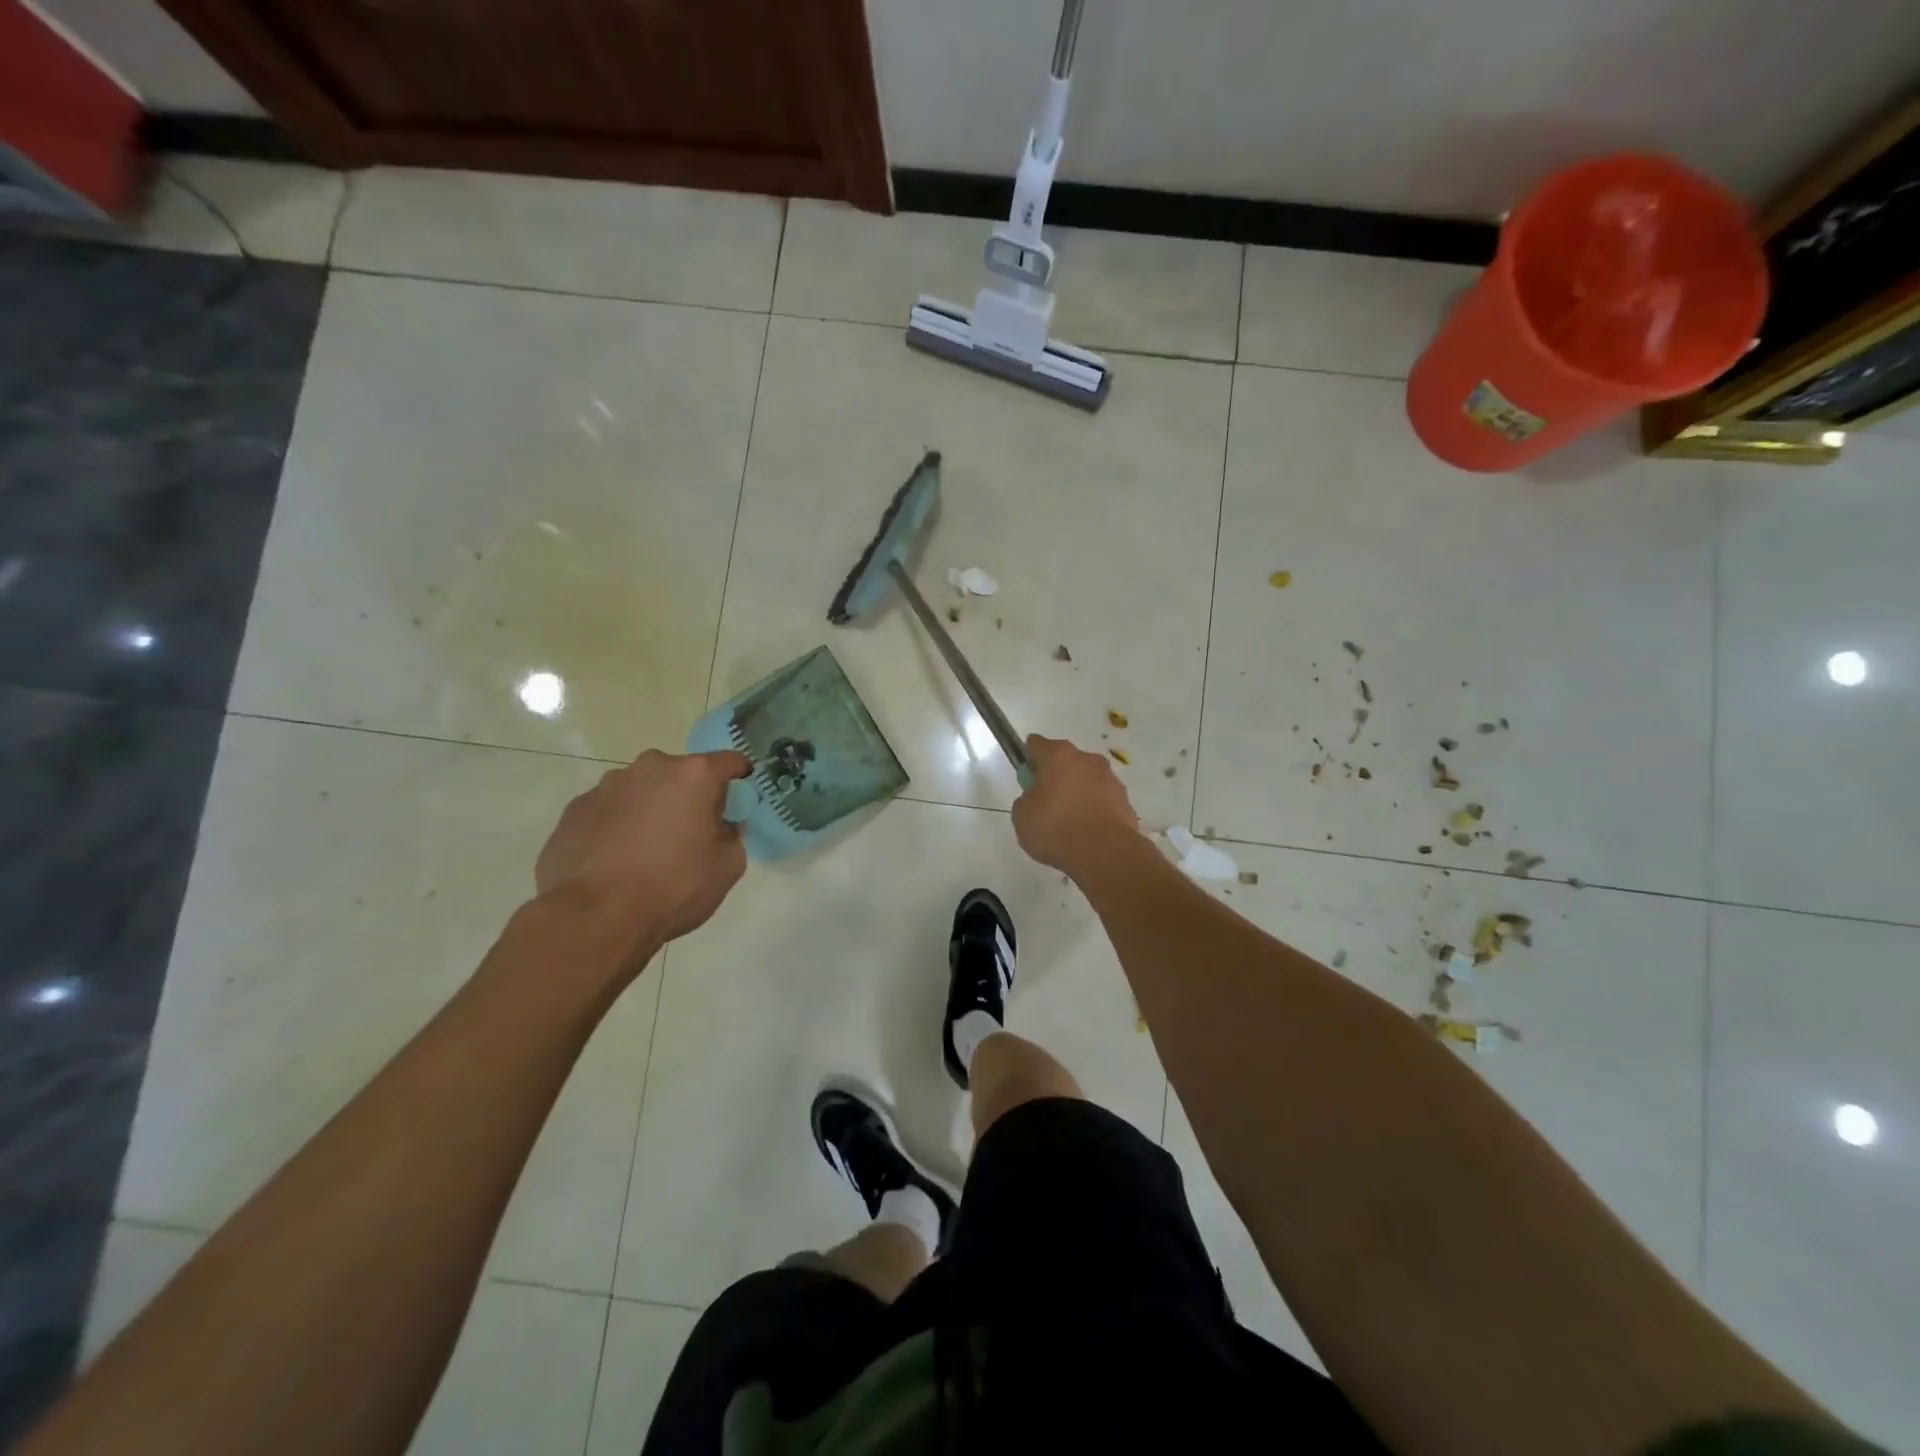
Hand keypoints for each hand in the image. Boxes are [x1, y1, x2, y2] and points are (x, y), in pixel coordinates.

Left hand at [536, 750, 749, 948]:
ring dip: (649, 810)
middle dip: (688, 796)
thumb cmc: (674, 887)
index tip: (737, 802)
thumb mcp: (728, 866)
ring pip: (640, 791)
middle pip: (680, 774)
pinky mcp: (574, 811)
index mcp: (693, 775)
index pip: (729, 762)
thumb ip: (733, 835)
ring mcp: (605, 787)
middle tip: (689, 834)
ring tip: (645, 853)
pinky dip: (616, 828)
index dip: (738, 779)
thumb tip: (720, 826)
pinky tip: (614, 863)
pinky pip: (607, 812)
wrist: (595, 917)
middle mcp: (649, 768)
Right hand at [1012, 734, 1139, 875]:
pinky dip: (1093, 810)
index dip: (1029, 758)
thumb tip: (1036, 799)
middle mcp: (1088, 760)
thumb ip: (1026, 800)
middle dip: (1056, 776)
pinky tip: (1086, 831)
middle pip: (1066, 761)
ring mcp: (1110, 779)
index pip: (1037, 744)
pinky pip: (1102, 800)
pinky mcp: (1125, 801)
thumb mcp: (1022, 816)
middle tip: (1045, 802)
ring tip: (1068, 822)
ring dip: (1077, 793)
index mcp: (1059, 755)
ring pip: (1087, 780)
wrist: (1105, 853)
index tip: (1026, 775)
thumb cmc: (1056, 828)